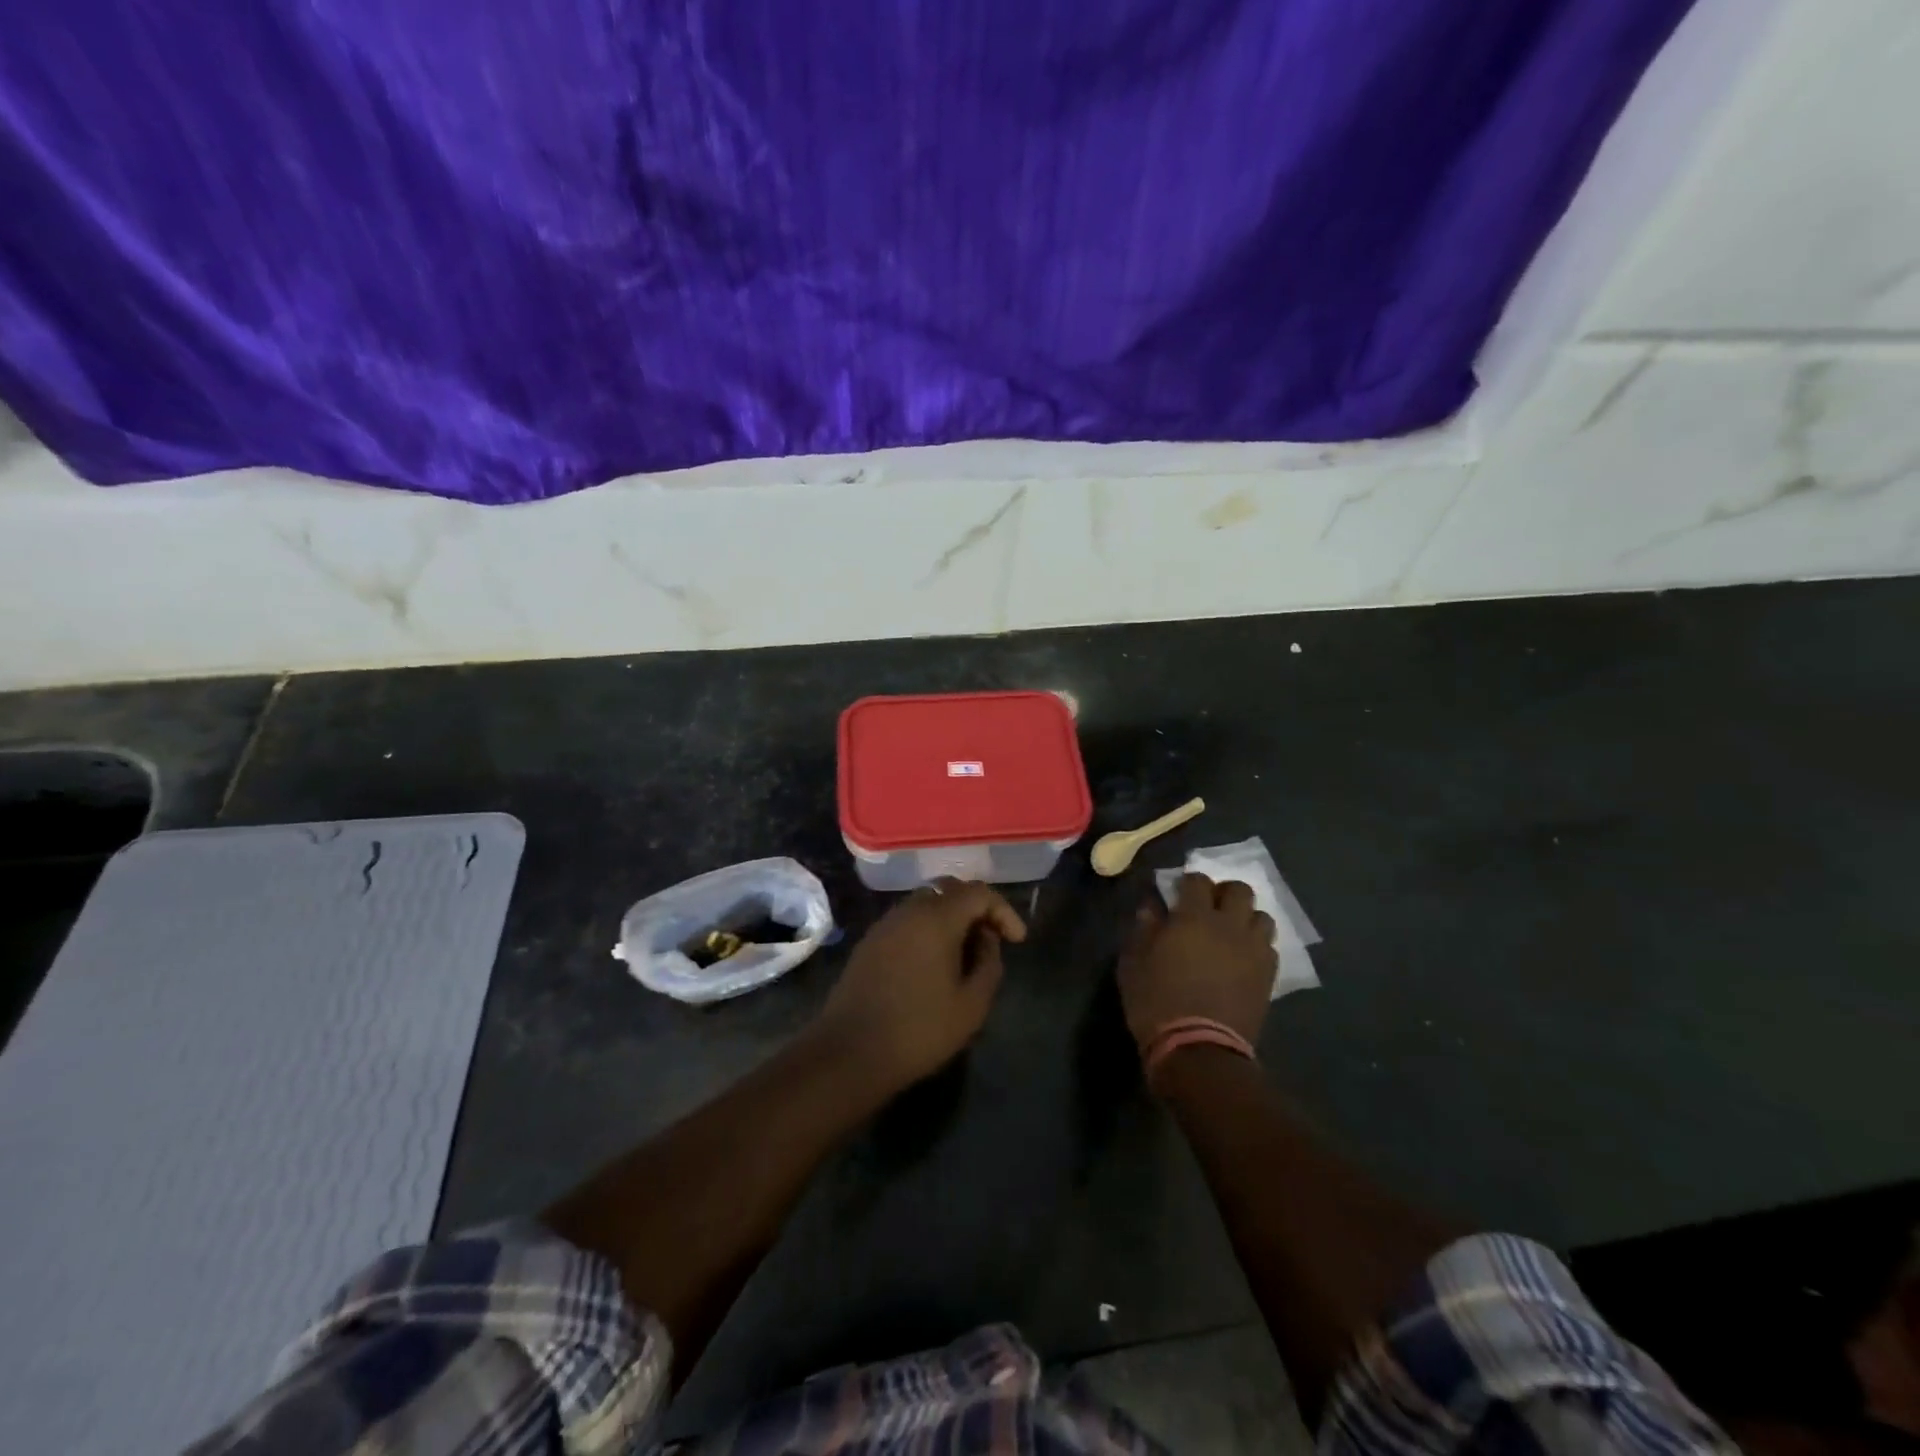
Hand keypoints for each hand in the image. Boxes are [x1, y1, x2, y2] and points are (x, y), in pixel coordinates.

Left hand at [814, 879, 1026, 1092]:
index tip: (1017, 940)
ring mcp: (885, 925)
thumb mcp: (972, 1004)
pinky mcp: (869, 943)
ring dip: (951, 920)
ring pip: (926, 905)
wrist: (850, 1052)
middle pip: (950, 890)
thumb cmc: (919, 1029)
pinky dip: (928, 931)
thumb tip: (986, 940)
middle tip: (991, 940)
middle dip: (976, 909)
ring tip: (965, 955)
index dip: (1003, 911)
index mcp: (937, 918)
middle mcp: (909, 910)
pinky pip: (907, 922)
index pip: (978, 892)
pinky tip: (934, 964)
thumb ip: (989, 964)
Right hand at [1117, 873, 1276, 1053]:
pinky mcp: (1268, 977)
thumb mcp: (1133, 963)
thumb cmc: (1157, 1002)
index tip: (1177, 894)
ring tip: (1230, 933)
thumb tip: (1152, 906)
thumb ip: (1143, 929)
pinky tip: (1242, 959)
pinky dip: (1256, 945)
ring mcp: (1254, 951)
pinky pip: (1269, 947)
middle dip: (1224, 893)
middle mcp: (1229, 926)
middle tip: (1208, 908)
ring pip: (1262, 917)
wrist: (1199, 1050)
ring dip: (1245, 918)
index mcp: (1194, 917)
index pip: (1198, 881)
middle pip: (1240, 890)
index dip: (1188, 883)